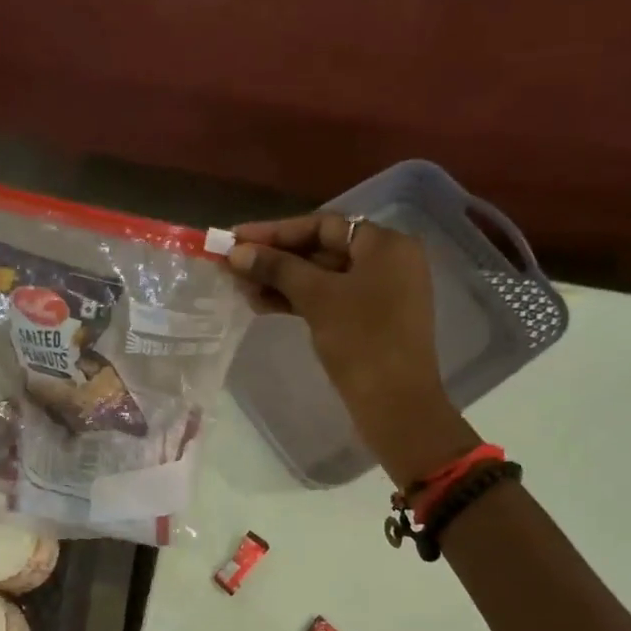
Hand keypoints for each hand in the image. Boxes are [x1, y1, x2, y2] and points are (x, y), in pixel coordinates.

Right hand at [227, 214, 475, 485]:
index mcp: (386, 244)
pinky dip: (299, 301)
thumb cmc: (362, 341)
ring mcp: (381, 293)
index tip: (237, 239)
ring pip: (323, 278)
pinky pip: (330, 300)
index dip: (276, 231)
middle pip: (322, 249)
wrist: (396, 405)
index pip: (323, 225)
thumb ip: (277, 269)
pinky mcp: (371, 321)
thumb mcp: (317, 298)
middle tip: (234, 265)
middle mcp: (388, 261)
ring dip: (282, 282)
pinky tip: (263, 305)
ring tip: (241, 289)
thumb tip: (237, 252)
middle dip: (276, 258)